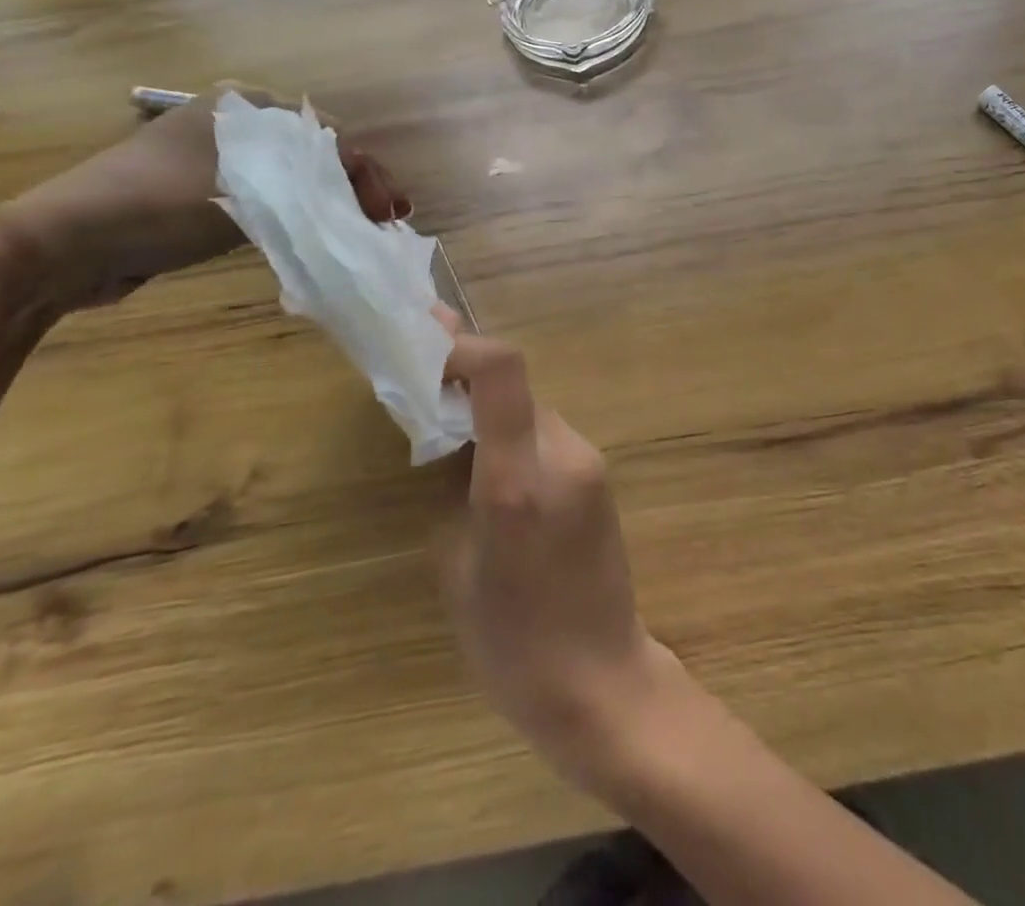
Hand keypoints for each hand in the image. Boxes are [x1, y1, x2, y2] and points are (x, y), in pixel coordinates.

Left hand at [1, 84, 406, 310]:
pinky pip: (265, 200)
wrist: (63, 245)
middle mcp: (230, 125)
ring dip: (326, 204)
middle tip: (380, 223)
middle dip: (351, 188)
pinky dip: (294, 217)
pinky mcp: (199, 196)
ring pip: (291, 179)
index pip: (327, 135)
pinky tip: (311, 236)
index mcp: (241, 107)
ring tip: (357, 232)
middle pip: (312, 155)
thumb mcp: (249, 186)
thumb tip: (372, 189)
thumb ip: (318, 179)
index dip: (366, 172)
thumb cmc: (160, 204)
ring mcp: (212, 160)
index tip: (388, 212)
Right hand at [433, 314, 682, 793]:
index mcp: (517, 479)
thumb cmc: (511, 644)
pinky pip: (548, 437)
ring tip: (454, 441)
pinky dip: (516, 437)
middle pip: (516, 386)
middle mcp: (562, 454)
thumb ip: (455, 486)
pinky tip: (495, 475)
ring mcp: (589, 462)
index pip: (503, 369)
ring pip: (531, 411)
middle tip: (424, 389)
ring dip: (492, 412)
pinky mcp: (601, 477)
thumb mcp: (457, 566)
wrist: (601, 681)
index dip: (462, 344)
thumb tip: (452, 436)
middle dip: (468, 380)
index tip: (424, 346)